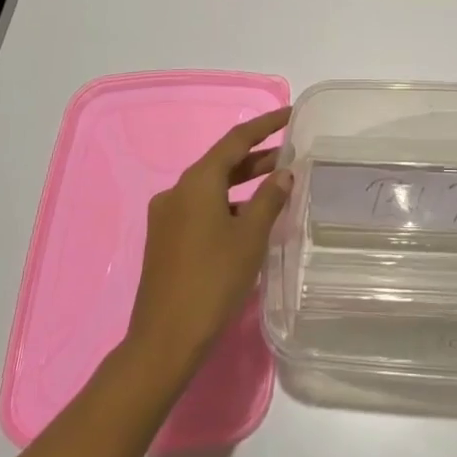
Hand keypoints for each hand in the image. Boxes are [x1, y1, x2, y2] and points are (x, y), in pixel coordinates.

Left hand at [126, 107, 292, 377]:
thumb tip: (283, 174)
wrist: (164, 341)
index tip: (290, 115)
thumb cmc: (213, 281)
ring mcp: (167, 216)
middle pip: (222, 163)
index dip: (265, 125)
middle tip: (291, 152)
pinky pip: (202, 208)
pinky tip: (250, 220)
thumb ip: (269, 199)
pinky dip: (228, 205)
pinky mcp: (166, 240)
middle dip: (257, 157)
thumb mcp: (250, 238)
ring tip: (277, 186)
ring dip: (244, 183)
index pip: (236, 140)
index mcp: (197, 182)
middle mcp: (177, 191)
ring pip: (212, 187)